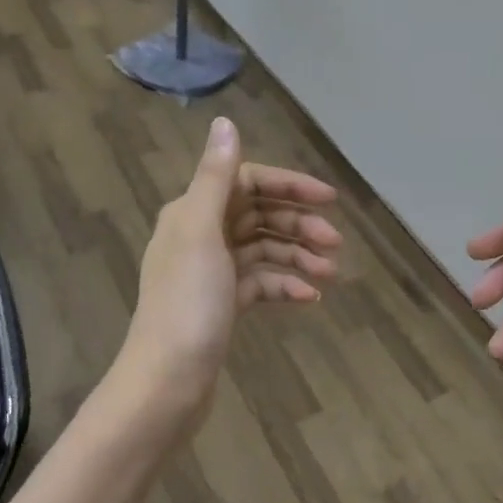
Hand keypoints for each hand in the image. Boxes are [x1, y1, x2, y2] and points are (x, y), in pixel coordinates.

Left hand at [120, 117, 341, 439]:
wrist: (168, 382)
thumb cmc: (187, 303)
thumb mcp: (201, 233)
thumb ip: (215, 176)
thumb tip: (225, 121)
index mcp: (193, 212)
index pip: (247, 181)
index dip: (289, 185)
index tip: (329, 199)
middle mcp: (201, 235)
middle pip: (260, 215)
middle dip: (298, 224)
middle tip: (335, 243)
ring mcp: (212, 272)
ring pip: (264, 250)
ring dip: (298, 256)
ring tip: (330, 274)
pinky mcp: (222, 304)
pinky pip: (261, 283)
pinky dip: (285, 285)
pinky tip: (310, 299)